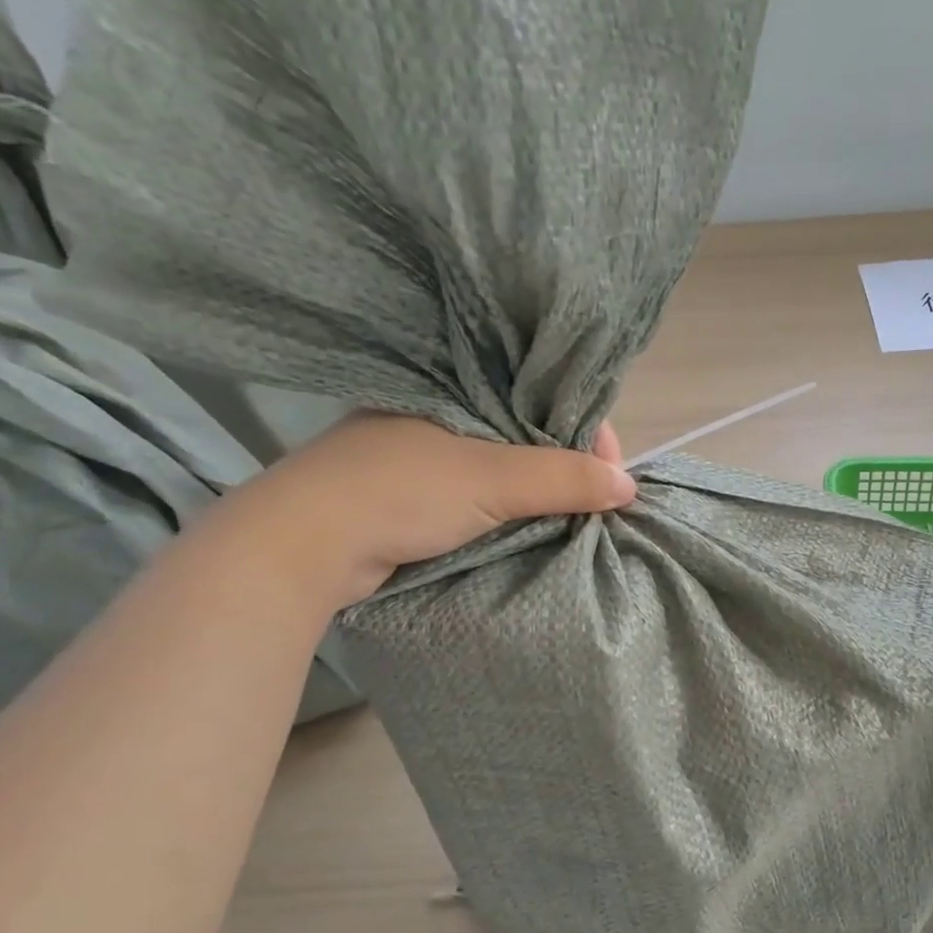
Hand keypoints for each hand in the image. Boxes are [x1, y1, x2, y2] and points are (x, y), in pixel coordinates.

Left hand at [205, 414, 635, 609]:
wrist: (302, 544)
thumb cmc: (401, 492)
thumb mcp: (493, 481)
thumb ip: (564, 479)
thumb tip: (629, 486)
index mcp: (460, 388)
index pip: (544, 397)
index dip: (586, 432)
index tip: (612, 472)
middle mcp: (444, 412)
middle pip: (529, 433)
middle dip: (567, 466)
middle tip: (597, 502)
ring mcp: (424, 452)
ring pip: (504, 466)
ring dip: (539, 492)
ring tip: (572, 516)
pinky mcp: (412, 491)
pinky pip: (479, 492)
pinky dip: (508, 508)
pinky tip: (528, 524)